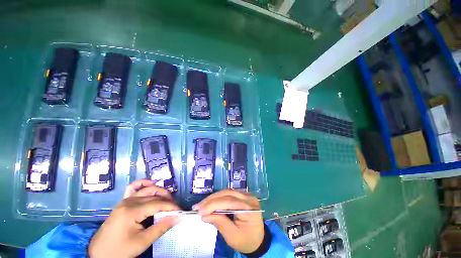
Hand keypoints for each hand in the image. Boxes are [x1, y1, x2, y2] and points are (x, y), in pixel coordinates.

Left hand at [88, 179, 180, 257]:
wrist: (98, 254)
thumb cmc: (120, 250)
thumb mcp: (142, 242)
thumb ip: (161, 227)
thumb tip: (178, 217)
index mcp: (132, 211)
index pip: (158, 204)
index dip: (171, 206)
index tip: (180, 211)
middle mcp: (129, 201)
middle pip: (154, 195)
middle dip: (168, 199)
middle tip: (175, 208)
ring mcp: (125, 200)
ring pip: (147, 189)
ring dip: (160, 192)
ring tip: (168, 200)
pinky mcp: (123, 202)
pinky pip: (133, 188)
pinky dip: (143, 183)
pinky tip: (151, 183)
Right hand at [194, 190, 263, 253]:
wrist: (257, 239)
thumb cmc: (246, 240)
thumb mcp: (233, 236)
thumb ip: (220, 223)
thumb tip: (204, 215)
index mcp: (250, 208)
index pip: (229, 202)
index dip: (213, 205)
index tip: (199, 211)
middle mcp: (249, 197)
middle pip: (227, 194)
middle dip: (211, 200)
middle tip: (197, 207)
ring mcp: (246, 195)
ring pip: (226, 192)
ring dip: (213, 198)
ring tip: (201, 205)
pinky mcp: (242, 195)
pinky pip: (228, 194)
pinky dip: (218, 199)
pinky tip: (210, 203)